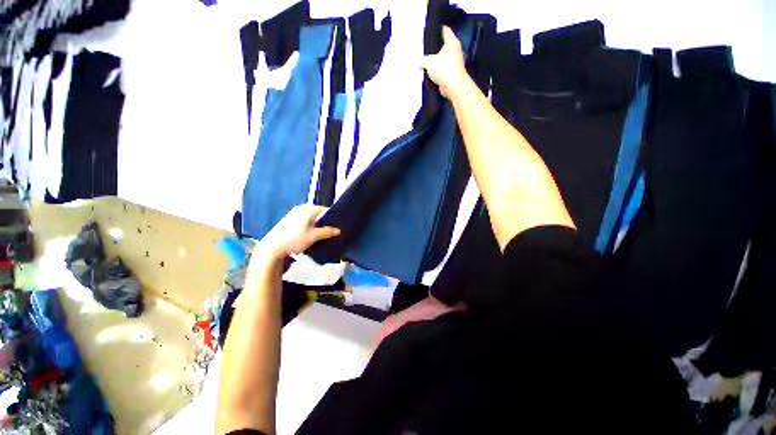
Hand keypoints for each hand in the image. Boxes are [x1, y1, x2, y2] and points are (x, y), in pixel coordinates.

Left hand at [257, 204, 339, 261]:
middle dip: (324, 222)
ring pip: (311, 217)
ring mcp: (294, 213)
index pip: (325, 209)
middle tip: (331, 231)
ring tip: (322, 234)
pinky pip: (304, 220)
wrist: (272, 247)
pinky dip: (309, 225)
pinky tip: (311, 234)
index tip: (337, 225)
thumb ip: (327, 232)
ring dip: (317, 225)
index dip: (332, 217)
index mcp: (308, 209)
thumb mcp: (313, 236)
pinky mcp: (289, 219)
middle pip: (318, 213)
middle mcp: (301, 208)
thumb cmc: (294, 239)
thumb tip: (338, 230)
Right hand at [420, 26, 469, 98]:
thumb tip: (418, 61)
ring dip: (439, 59)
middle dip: (438, 45)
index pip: (446, 30)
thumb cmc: (445, 69)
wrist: (453, 86)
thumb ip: (422, 60)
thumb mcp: (429, 62)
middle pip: (446, 44)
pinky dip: (440, 70)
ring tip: (430, 60)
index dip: (440, 28)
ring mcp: (456, 62)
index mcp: (452, 42)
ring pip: (446, 57)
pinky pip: (445, 69)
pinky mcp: (454, 73)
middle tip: (429, 46)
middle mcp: (456, 50)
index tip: (435, 28)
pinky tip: (434, 72)